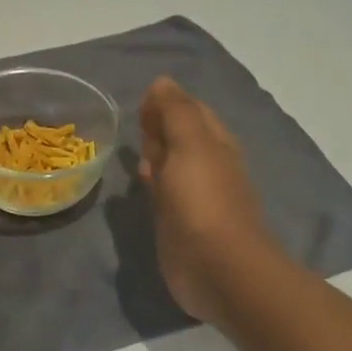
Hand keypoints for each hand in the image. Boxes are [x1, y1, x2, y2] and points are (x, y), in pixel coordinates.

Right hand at [137, 77, 277, 325]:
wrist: (218, 268)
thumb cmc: (203, 201)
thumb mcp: (191, 145)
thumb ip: (176, 111)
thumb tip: (162, 82)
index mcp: (215, 142)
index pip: (190, 110)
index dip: (165, 103)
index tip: (139, 107)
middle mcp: (207, 165)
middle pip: (180, 136)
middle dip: (158, 128)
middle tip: (137, 130)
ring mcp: (194, 195)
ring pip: (171, 164)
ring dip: (154, 155)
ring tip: (133, 154)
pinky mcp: (179, 222)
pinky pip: (163, 192)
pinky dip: (152, 182)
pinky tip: (140, 186)